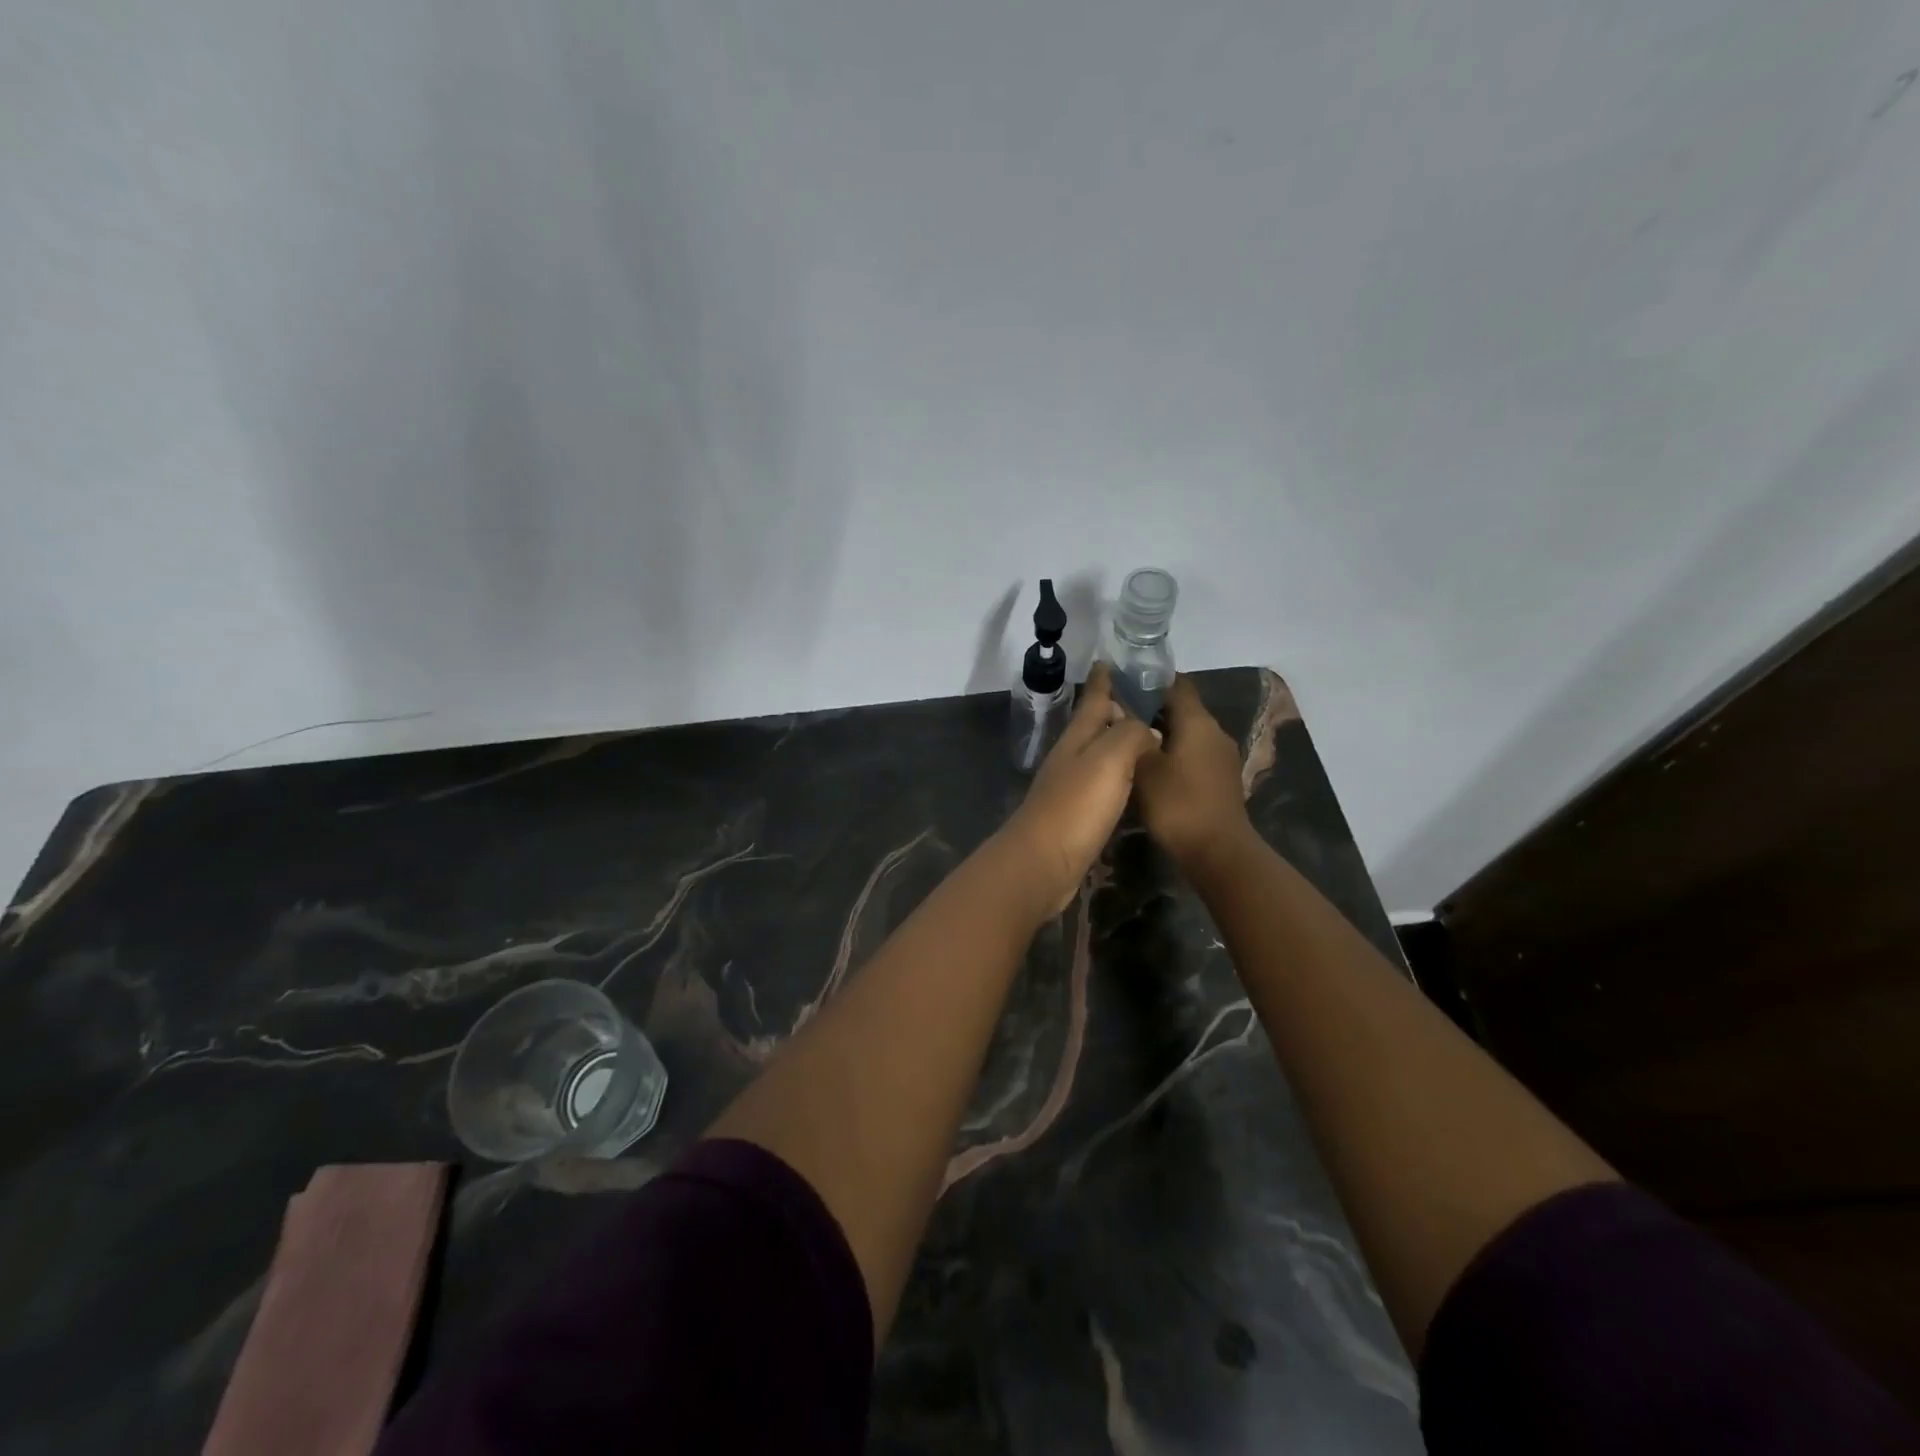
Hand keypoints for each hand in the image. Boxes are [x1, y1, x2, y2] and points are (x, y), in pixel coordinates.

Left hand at [1001, 665, 1161, 915]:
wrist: (1043, 862)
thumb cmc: (1077, 806)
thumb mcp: (1109, 759)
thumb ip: (1131, 735)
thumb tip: (1149, 731)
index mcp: (1078, 738)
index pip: (1093, 700)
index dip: (1104, 680)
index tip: (1110, 660)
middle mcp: (1072, 757)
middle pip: (1095, 726)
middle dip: (1115, 710)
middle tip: (1145, 700)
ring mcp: (1071, 787)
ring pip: (1099, 755)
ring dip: (1118, 743)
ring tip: (1146, 737)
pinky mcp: (1077, 815)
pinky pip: (1103, 785)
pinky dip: (1119, 775)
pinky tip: (1133, 783)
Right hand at [1132, 675, 1254, 874]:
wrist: (1218, 852)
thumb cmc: (1178, 805)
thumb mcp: (1144, 768)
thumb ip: (1133, 738)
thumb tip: (1124, 715)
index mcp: (1198, 722)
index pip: (1177, 685)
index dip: (1151, 682)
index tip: (1123, 686)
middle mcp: (1215, 733)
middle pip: (1182, 710)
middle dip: (1152, 711)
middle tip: (1118, 719)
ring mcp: (1222, 757)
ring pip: (1187, 735)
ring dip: (1162, 736)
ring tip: (1130, 745)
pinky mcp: (1221, 779)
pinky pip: (1194, 756)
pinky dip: (1174, 756)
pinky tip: (1151, 771)